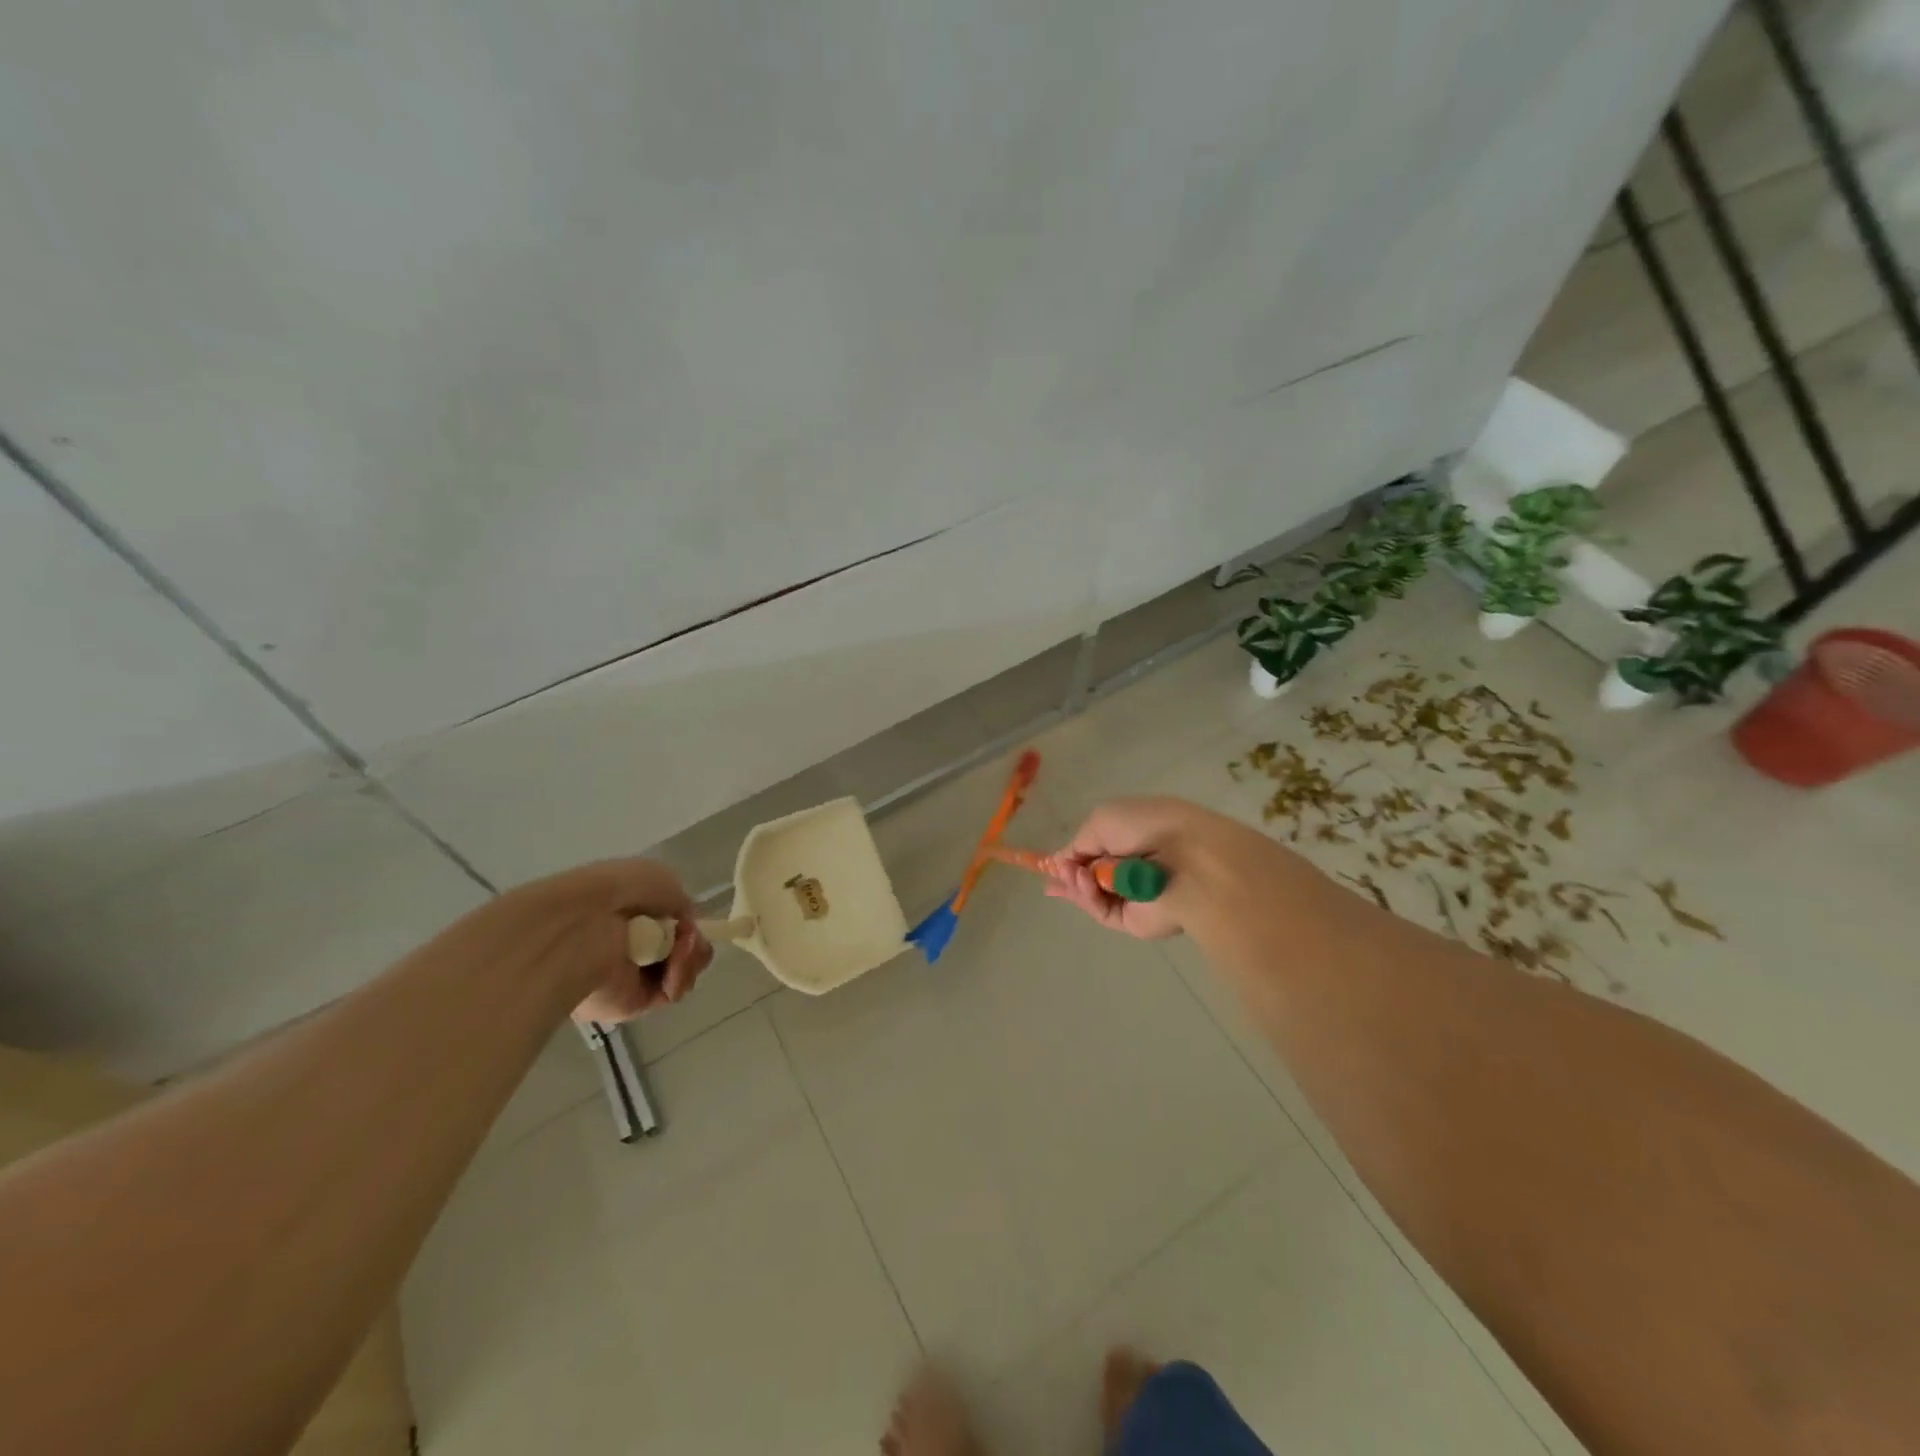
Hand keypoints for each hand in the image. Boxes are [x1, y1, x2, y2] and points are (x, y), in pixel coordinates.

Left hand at [475, 858, 713, 1023]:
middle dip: (693, 942)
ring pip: (682, 969)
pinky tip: (672, 968)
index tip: (689, 919)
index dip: (686, 921)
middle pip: (682, 947)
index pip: (670, 922)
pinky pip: (671, 992)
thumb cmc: (620, 892)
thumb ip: (680, 902)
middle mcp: (631, 943)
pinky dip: (679, 978)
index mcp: (631, 912)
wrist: (585, 926)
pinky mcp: (632, 1003)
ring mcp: (632, 974)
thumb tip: (683, 925)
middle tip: (688, 939)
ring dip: (690, 958)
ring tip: (680, 952)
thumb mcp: (662, 879)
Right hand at [1046, 797, 1249, 939]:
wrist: (1189, 860)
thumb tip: (1062, 861)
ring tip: (1073, 874)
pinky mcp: (1134, 921)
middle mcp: (1133, 866)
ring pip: (1092, 895)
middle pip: (1091, 877)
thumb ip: (1078, 843)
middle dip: (1069, 875)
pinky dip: (1088, 898)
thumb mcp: (1102, 821)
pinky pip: (1102, 911)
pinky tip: (1083, 883)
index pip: (1096, 850)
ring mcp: (1133, 896)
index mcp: (1133, 836)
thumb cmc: (1147, 827)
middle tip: (1053, 875)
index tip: (1049, 864)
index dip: (1072, 857)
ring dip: (1077, 883)